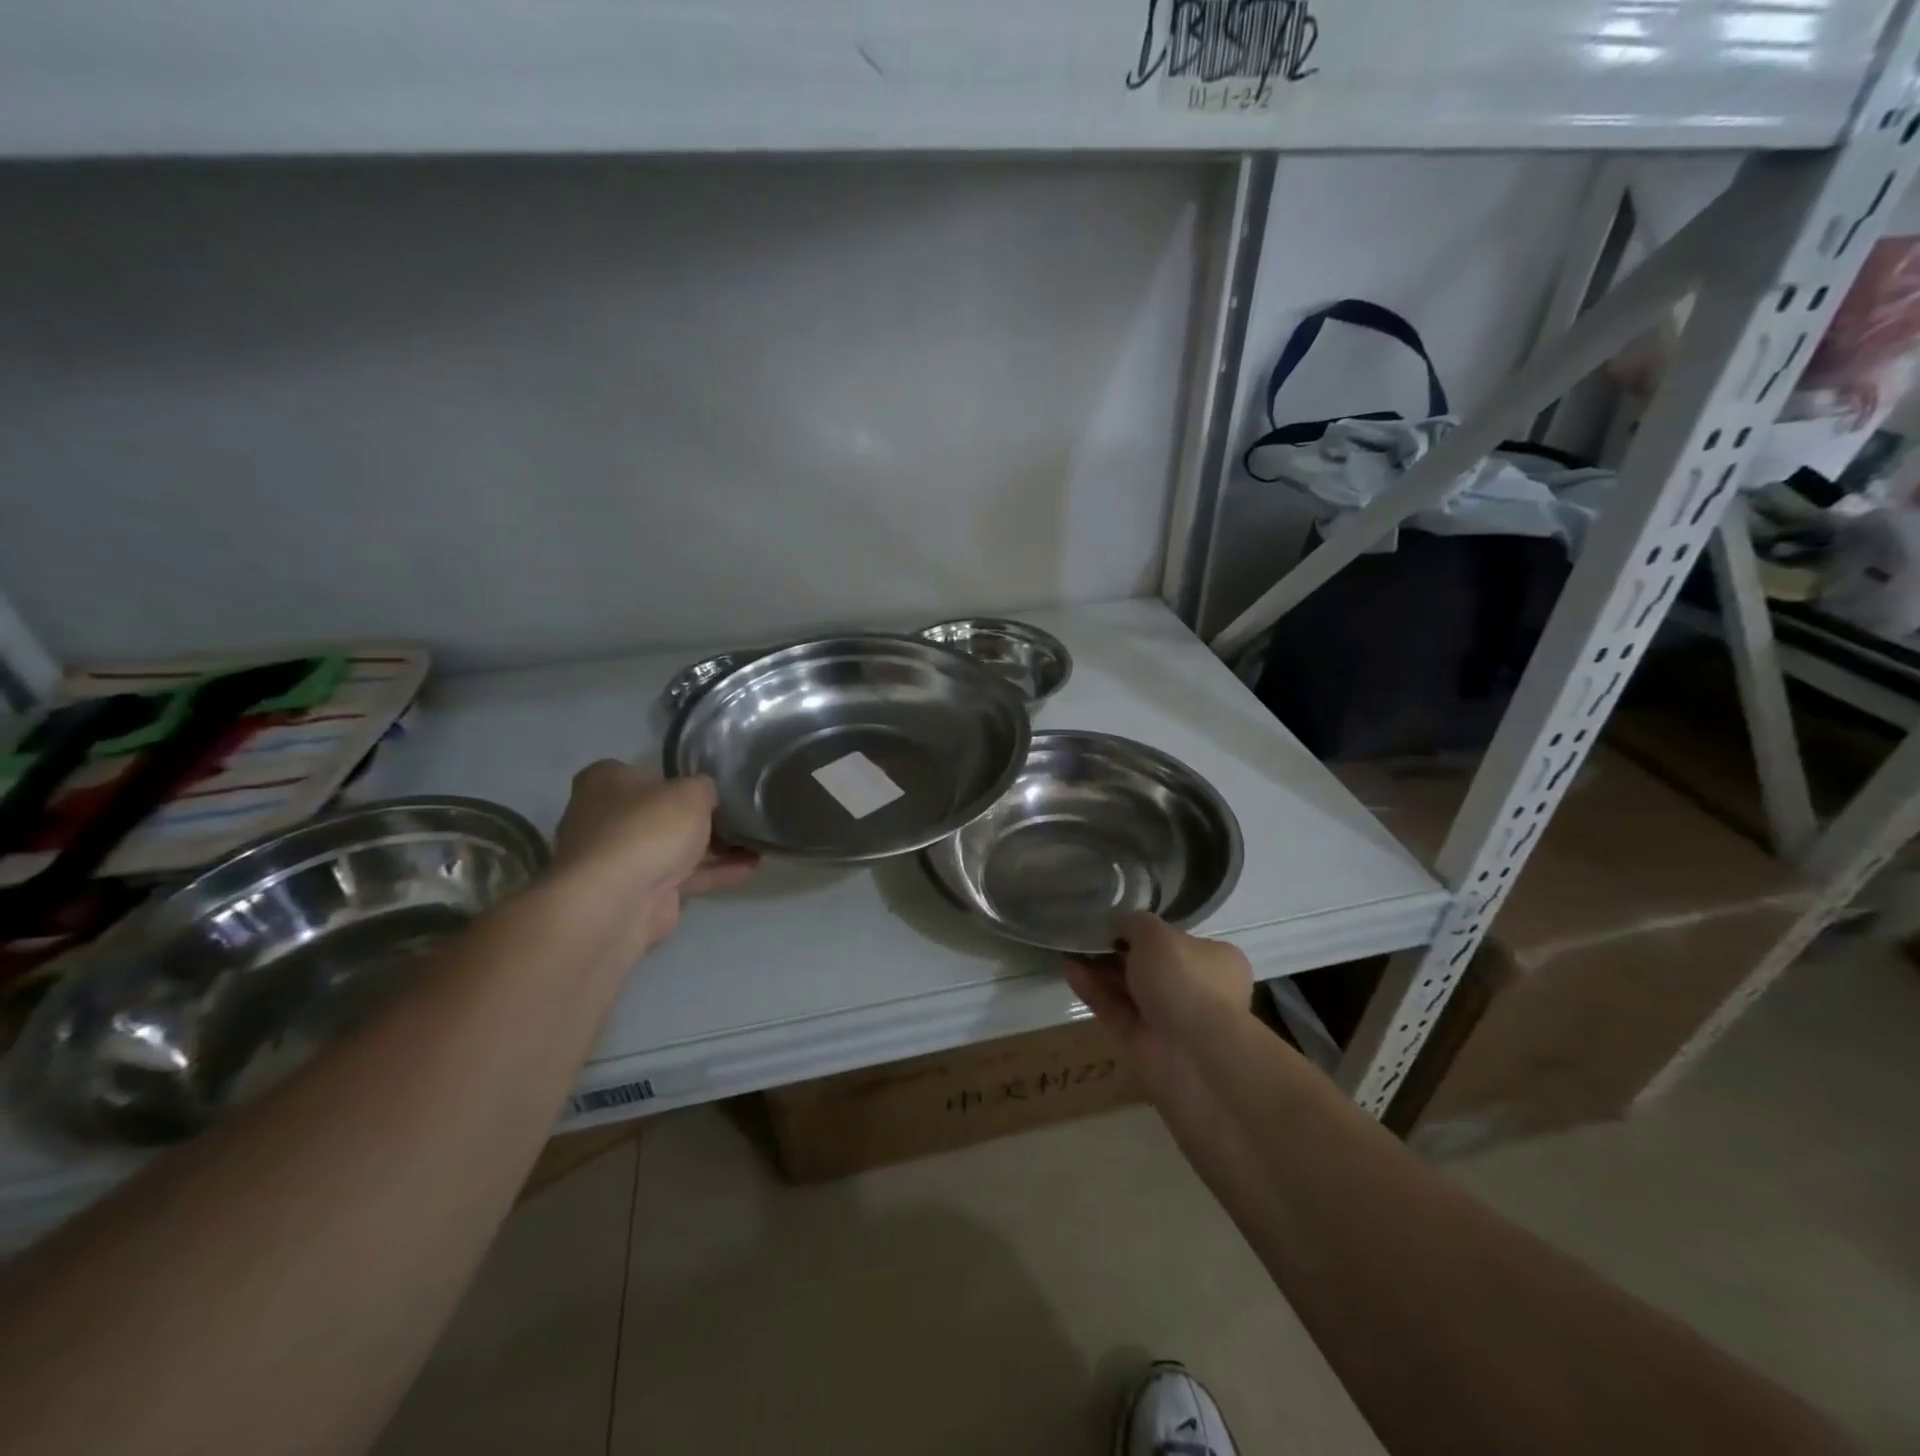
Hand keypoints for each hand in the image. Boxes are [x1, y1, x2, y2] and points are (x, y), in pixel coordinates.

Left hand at [551, 761, 756, 951]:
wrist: (618, 901)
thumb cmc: (649, 828)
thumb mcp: (691, 792)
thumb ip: (704, 788)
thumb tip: (706, 795)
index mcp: (604, 782)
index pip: (642, 772)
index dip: (677, 778)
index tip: (710, 787)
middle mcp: (603, 818)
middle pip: (659, 813)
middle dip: (697, 818)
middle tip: (737, 815)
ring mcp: (619, 860)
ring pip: (672, 848)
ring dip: (713, 848)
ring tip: (754, 843)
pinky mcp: (637, 893)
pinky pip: (682, 877)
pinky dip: (713, 872)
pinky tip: (749, 868)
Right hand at [1063, 913, 1252, 1080]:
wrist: (1194, 1054)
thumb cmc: (1185, 980)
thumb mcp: (1157, 934)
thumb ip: (1135, 924)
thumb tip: (1121, 928)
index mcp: (1215, 961)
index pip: (1178, 942)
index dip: (1146, 932)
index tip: (1115, 924)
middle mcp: (1196, 990)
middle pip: (1150, 967)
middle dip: (1116, 952)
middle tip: (1086, 937)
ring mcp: (1170, 1019)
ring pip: (1129, 990)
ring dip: (1100, 970)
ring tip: (1069, 949)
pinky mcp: (1144, 1043)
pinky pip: (1115, 1011)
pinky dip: (1094, 992)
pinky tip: (1069, 971)